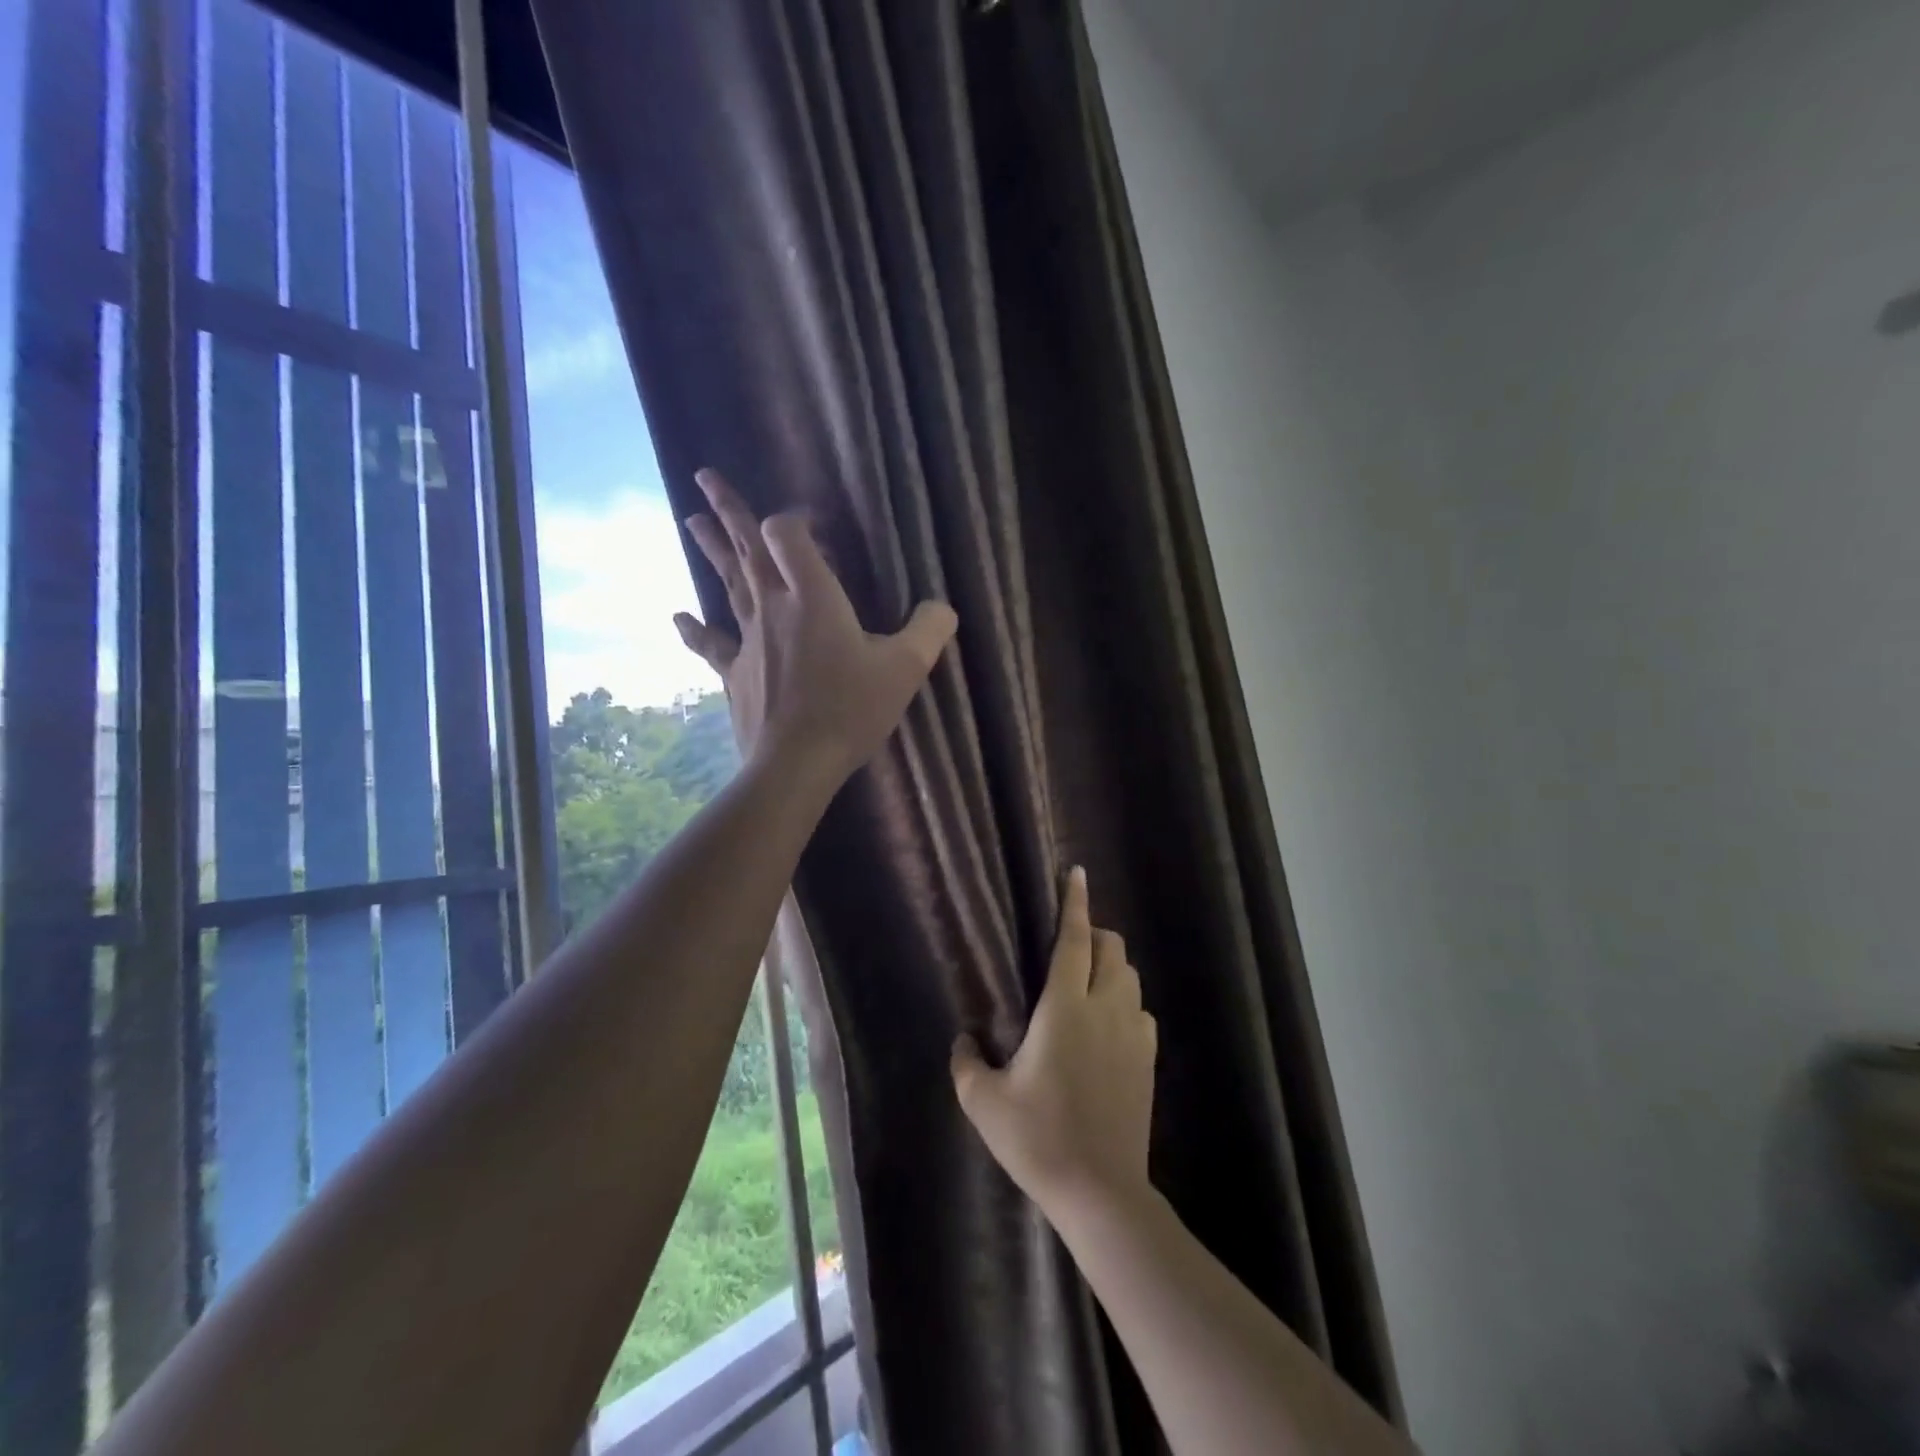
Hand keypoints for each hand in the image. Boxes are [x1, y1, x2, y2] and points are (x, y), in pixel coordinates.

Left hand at [675, 468, 957, 783]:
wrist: (797, 762)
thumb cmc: (851, 709)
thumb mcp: (906, 669)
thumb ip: (930, 630)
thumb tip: (943, 607)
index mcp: (813, 597)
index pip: (786, 534)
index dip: (795, 519)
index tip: (813, 522)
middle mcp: (773, 607)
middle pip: (746, 548)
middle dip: (728, 510)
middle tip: (705, 477)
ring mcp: (748, 639)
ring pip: (727, 584)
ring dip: (711, 550)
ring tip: (690, 521)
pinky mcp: (735, 672)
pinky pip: (712, 644)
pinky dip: (696, 630)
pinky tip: (679, 617)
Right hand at [951, 868, 1158, 1220]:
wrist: (1101, 1192)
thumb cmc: (1038, 1138)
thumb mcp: (984, 1103)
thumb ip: (965, 1063)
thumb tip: (962, 1039)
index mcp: (1064, 1008)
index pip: (1073, 940)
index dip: (1074, 903)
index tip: (1077, 873)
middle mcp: (1105, 1009)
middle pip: (1111, 948)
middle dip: (1094, 933)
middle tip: (1068, 945)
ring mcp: (1133, 1035)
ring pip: (1130, 977)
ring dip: (1111, 966)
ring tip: (1086, 982)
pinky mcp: (1148, 1060)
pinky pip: (1141, 1011)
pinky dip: (1126, 1002)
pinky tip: (1108, 1025)